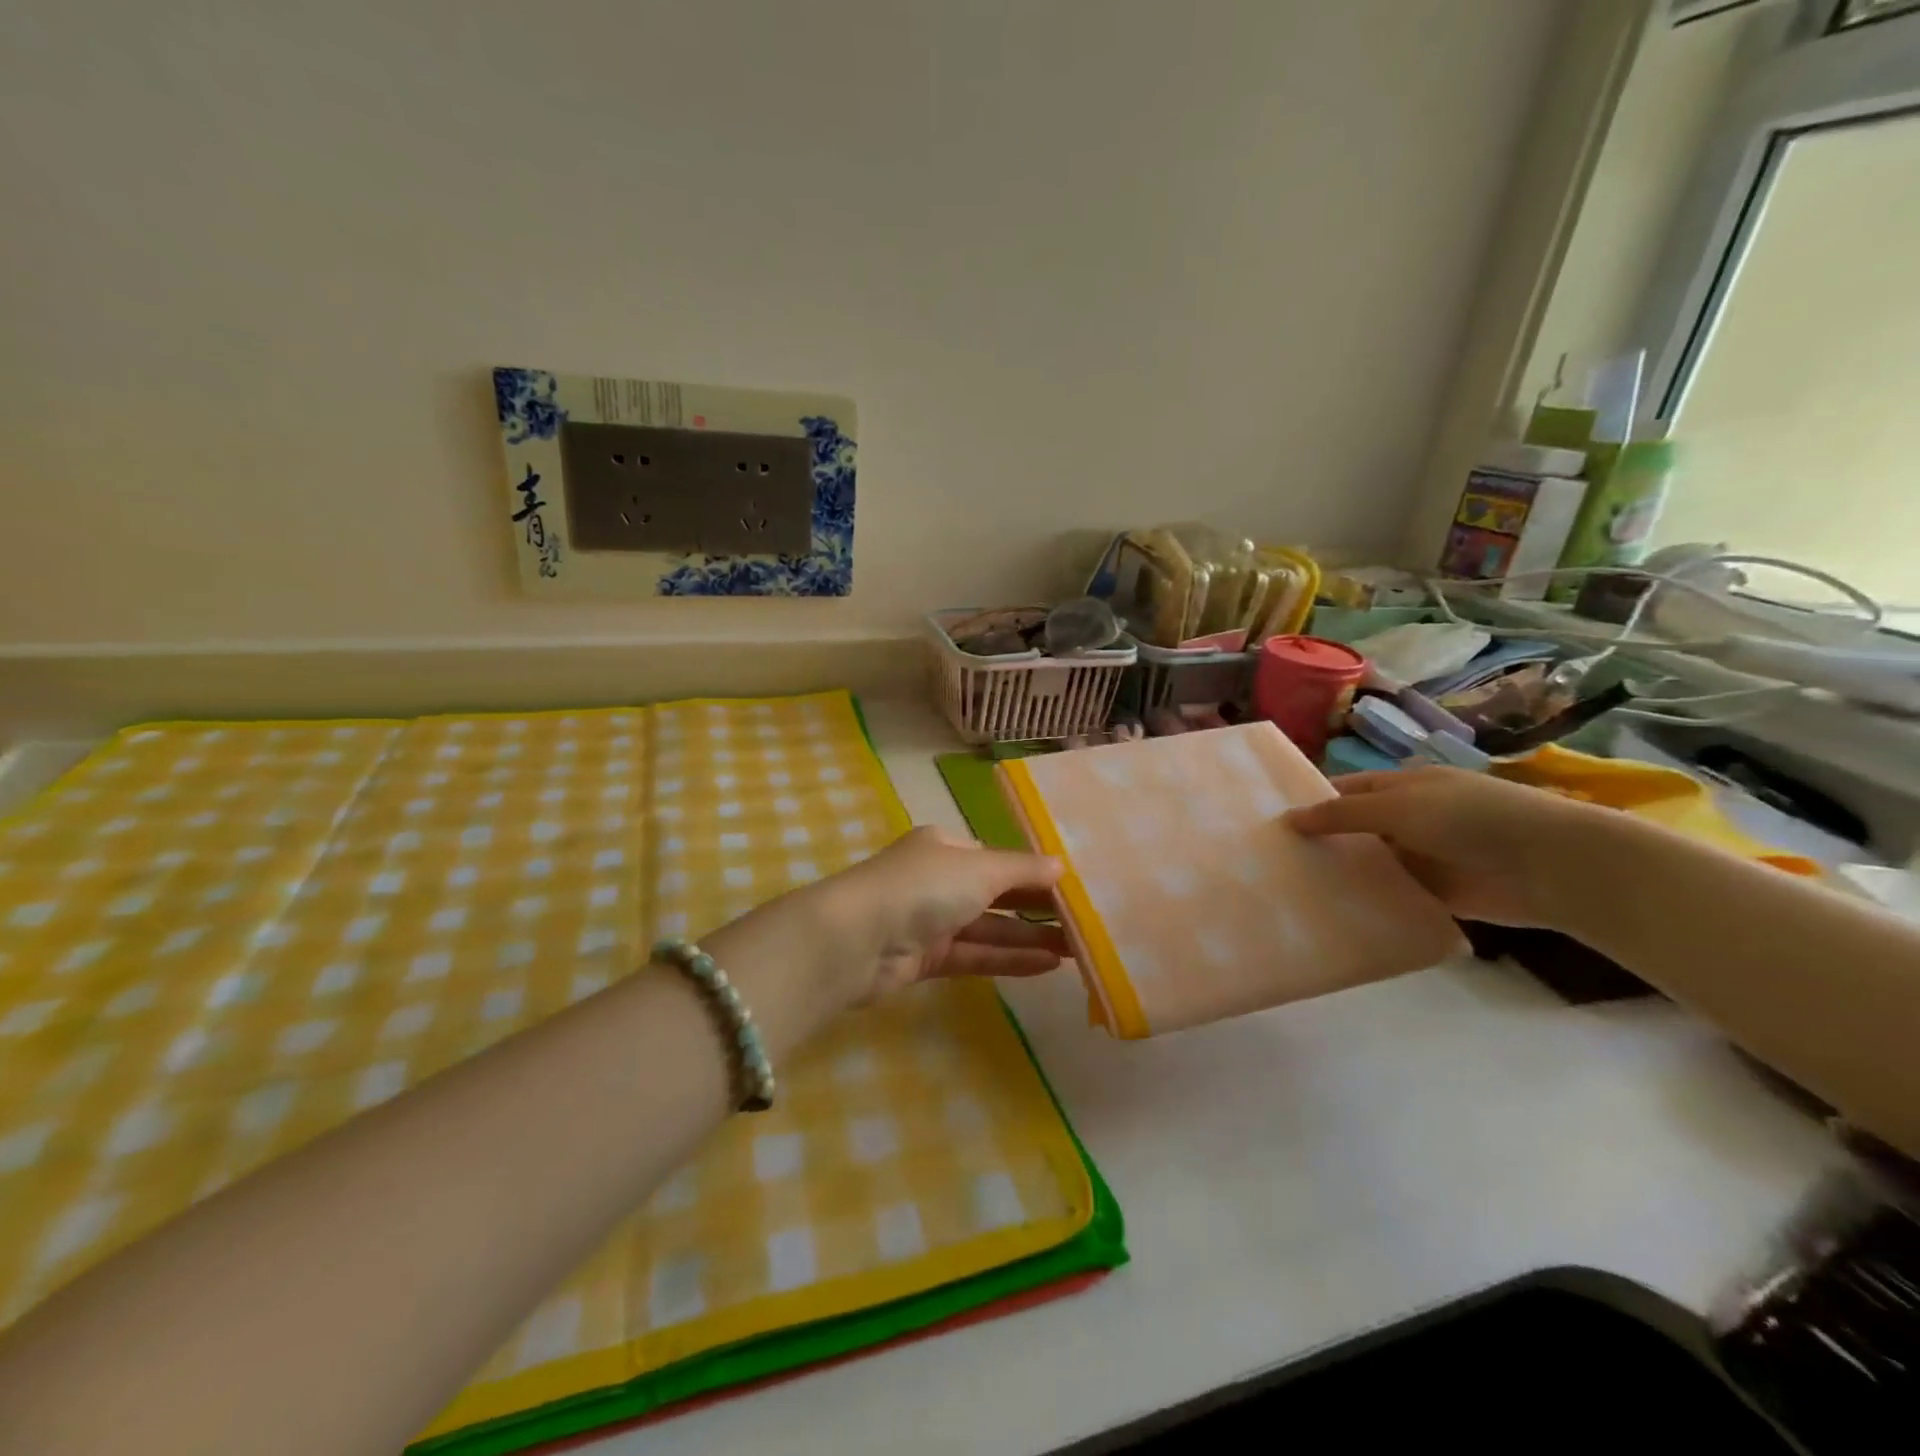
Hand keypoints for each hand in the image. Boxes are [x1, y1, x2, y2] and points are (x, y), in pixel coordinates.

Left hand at [819, 826, 1068, 997]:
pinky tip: (1048, 965)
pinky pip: (975, 956)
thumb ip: (1023, 870)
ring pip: (989, 928)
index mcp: (944, 846)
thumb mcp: (980, 869)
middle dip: (1037, 908)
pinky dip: (1009, 959)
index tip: (1073, 889)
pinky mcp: (926, 958)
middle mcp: (937, 880)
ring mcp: (930, 920)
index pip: (998, 858)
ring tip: (1077, 949)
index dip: (1034, 873)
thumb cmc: (922, 887)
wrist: (856, 940)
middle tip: (1084, 923)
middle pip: (996, 893)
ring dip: (1029, 937)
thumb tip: (1061, 866)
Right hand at [1283, 767, 1601, 926]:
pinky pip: (1389, 897)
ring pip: (1367, 865)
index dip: (1310, 804)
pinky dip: (1365, 903)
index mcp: (1400, 788)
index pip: (1343, 792)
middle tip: (1268, 864)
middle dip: (1318, 843)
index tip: (1269, 826)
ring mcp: (1420, 858)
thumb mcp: (1398, 807)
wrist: (1550, 865)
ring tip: (1288, 891)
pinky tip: (1329, 914)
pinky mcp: (1433, 895)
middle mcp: (1406, 820)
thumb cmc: (1470, 818)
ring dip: (1339, 876)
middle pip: (1352, 831)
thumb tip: (1288, 819)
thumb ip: (1342, 814)